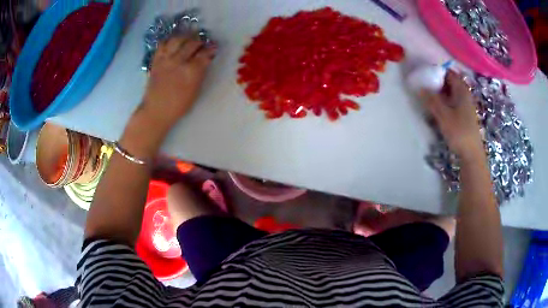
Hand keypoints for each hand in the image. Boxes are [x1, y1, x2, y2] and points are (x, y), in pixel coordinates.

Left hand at [141, 34, 215, 128]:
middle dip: (199, 40)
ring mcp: (165, 60)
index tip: (213, 47)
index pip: (204, 54)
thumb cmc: (178, 105)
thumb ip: (201, 72)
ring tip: (188, 39)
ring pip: (177, 39)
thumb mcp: (195, 90)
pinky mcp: (156, 60)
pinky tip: (174, 43)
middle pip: (192, 43)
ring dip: (185, 37)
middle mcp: (178, 62)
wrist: (156, 111)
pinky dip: (169, 40)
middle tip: (202, 42)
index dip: (211, 48)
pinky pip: (162, 44)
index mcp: (191, 72)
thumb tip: (206, 59)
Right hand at [421, 70, 483, 159]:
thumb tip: (419, 87)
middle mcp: (464, 94)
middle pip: (449, 82)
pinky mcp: (463, 115)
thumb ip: (431, 100)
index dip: (436, 71)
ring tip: (427, 96)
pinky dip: (444, 101)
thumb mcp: (443, 115)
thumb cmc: (459, 132)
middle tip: (423, 85)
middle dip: (436, 82)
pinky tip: (436, 108)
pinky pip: (452, 102)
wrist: (471, 154)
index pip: (448, 73)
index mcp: (461, 90)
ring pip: (450, 93)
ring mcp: (464, 105)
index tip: (424, 73)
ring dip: (439, 93)